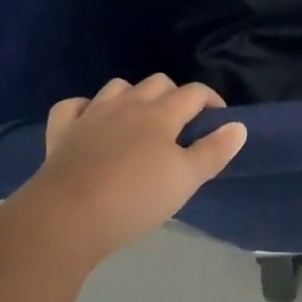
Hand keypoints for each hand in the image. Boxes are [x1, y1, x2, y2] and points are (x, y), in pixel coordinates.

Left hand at [23, 75, 246, 266]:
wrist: (65, 219)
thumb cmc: (133, 199)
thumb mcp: (185, 181)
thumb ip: (214, 151)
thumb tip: (239, 125)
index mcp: (162, 114)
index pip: (194, 92)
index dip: (210, 100)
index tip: (218, 118)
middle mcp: (129, 104)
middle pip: (157, 83)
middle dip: (173, 95)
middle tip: (179, 125)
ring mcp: (92, 114)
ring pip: (118, 87)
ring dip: (132, 97)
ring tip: (138, 121)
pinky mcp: (62, 131)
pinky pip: (73, 106)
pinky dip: (85, 109)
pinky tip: (90, 123)